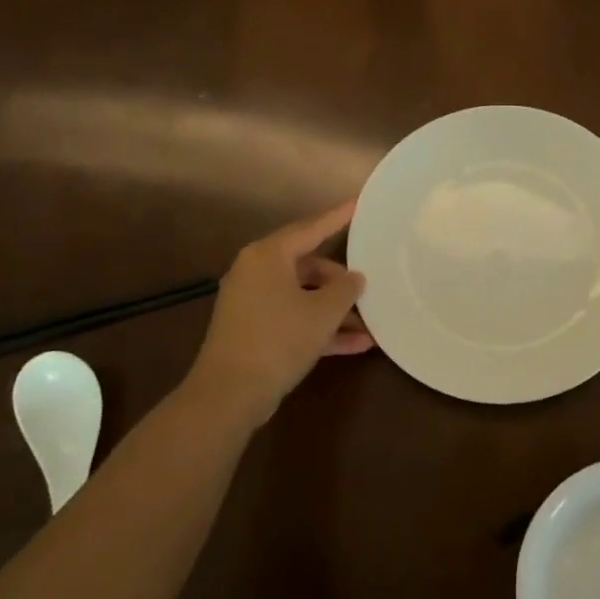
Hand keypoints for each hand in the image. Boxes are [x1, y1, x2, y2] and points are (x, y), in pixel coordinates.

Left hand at [186, 201, 373, 427]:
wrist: (230, 393)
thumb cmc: (279, 339)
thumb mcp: (323, 312)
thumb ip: (345, 289)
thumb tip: (355, 278)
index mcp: (268, 256)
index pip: (310, 228)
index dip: (337, 218)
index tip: (358, 205)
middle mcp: (256, 273)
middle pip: (307, 266)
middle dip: (340, 280)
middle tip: (367, 287)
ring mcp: (252, 303)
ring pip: (303, 296)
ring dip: (335, 311)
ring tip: (369, 324)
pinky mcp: (253, 331)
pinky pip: (294, 320)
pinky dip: (320, 329)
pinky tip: (356, 345)